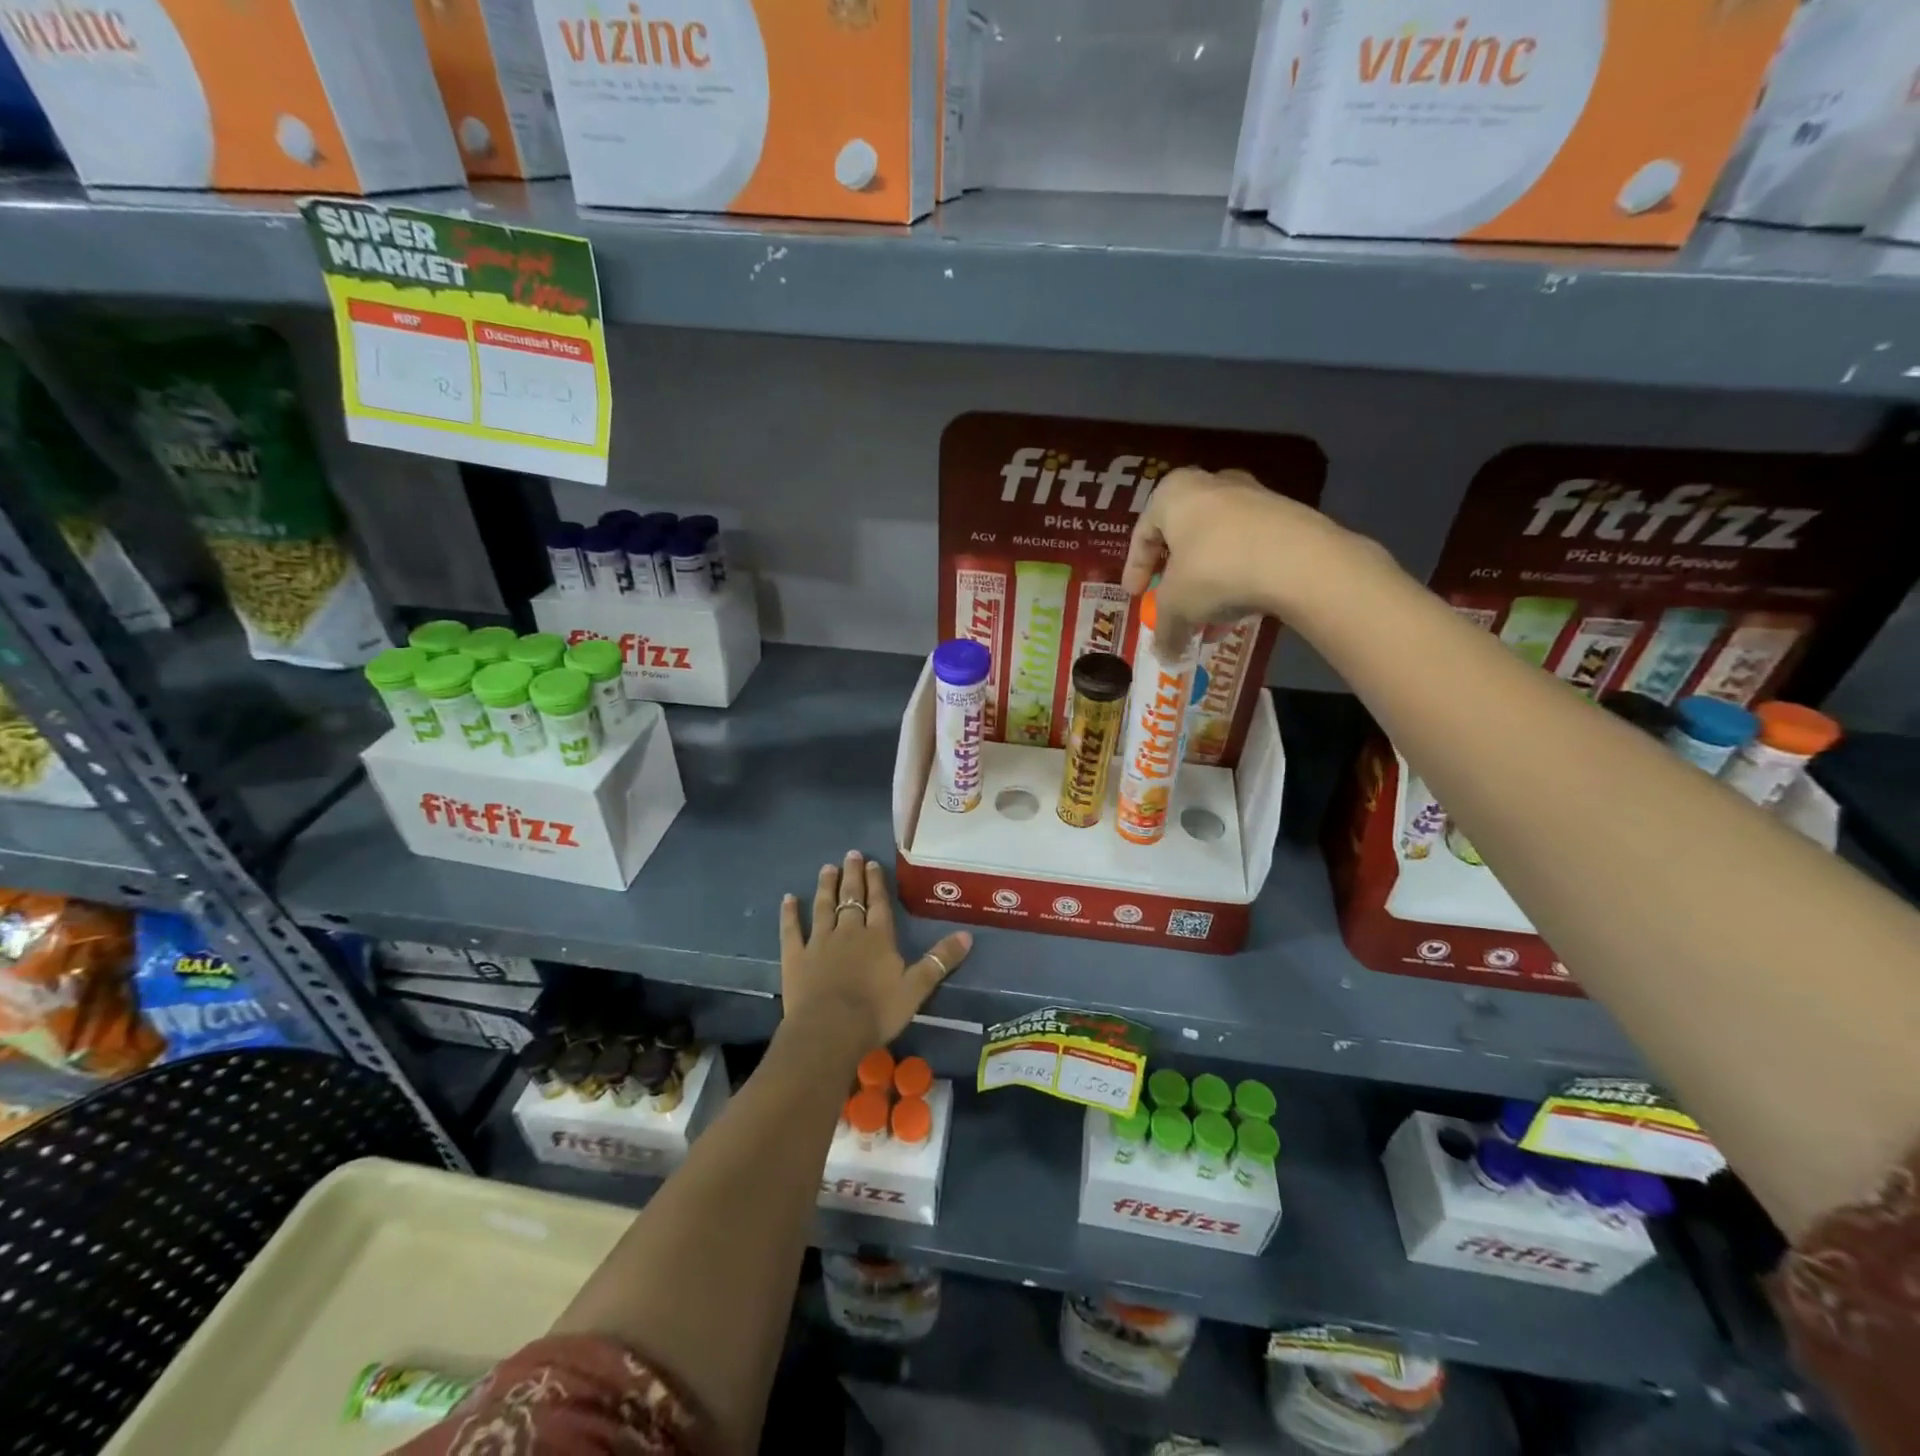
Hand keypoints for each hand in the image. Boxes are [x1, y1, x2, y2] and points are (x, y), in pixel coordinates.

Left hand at [779, 850, 972, 1052]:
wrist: (829, 1030)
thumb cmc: (876, 1011)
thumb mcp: (916, 988)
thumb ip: (939, 961)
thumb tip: (968, 935)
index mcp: (878, 938)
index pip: (879, 903)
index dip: (877, 882)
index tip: (872, 863)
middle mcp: (849, 932)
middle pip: (851, 898)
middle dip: (852, 876)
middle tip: (851, 854)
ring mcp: (819, 942)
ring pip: (823, 907)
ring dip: (826, 887)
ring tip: (827, 868)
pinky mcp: (795, 957)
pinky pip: (791, 930)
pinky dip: (789, 914)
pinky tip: (788, 899)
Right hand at [1122, 467, 1350, 646]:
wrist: (1298, 561)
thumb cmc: (1214, 570)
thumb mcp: (1176, 606)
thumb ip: (1164, 630)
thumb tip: (1164, 656)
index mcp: (1174, 493)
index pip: (1143, 532)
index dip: (1135, 568)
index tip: (1136, 595)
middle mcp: (1212, 485)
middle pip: (1183, 537)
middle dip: (1176, 577)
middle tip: (1171, 604)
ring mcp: (1253, 498)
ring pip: (1218, 546)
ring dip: (1208, 584)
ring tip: (1207, 620)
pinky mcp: (1286, 517)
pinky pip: (1248, 551)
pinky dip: (1237, 579)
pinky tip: (1238, 611)